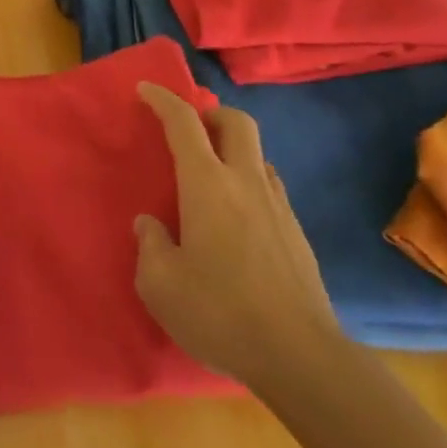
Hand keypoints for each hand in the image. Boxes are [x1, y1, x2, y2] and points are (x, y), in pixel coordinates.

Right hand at [133, 83, 341, 390]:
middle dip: (212, 114)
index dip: (163, 99)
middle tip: (191, 130)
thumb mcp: (160, 284)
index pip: (184, 123)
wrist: (301, 358)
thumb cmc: (220, 312)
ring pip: (259, 156)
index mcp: (207, 184)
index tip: (145, 89)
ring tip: (213, 179)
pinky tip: (239, 221)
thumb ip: (150, 246)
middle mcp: (245, 183)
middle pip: (236, 122)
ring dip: (234, 152)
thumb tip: (150, 225)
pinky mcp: (298, 235)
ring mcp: (279, 207)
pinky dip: (251, 186)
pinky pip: (271, 190)